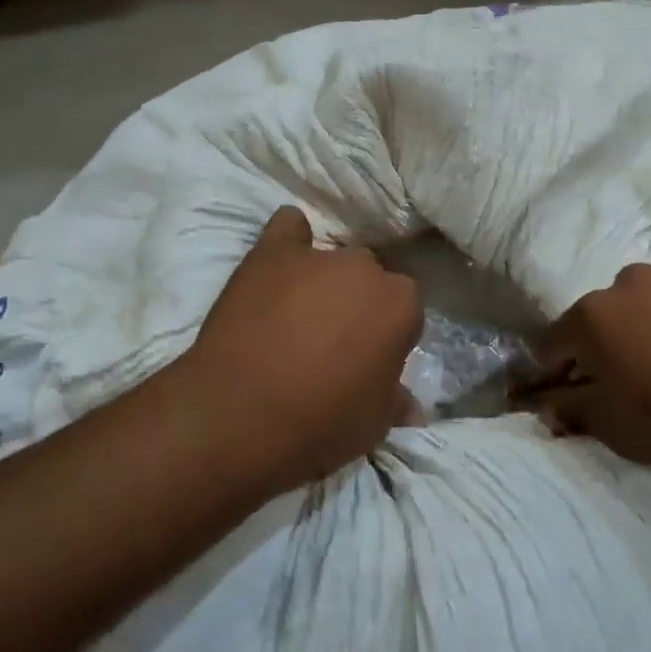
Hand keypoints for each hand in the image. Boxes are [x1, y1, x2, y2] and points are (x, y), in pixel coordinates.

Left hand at [179, 207, 422, 495]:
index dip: (387, 335)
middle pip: (369, 278)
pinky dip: (289, 241)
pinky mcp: (269, 253)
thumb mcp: (373, 425)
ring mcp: (315, 256)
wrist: (238, 416)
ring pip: (331, 258)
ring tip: (298, 314)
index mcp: (400, 304)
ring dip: (324, 280)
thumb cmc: (319, 424)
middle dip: (358, 303)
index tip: (369, 359)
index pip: (405, 309)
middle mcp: (364, 268)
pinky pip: (287, 227)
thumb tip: (412, 404)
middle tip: (334, 340)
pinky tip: (280, 261)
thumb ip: (395, 400)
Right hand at [518, 259, 650, 481]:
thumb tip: (543, 403)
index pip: (551, 343)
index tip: (576, 396)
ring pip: (649, 300)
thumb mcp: (620, 431)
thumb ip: (570, 411)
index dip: (557, 373)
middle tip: (641, 383)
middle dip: (609, 347)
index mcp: (593, 317)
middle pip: (602, 318)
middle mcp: (628, 280)